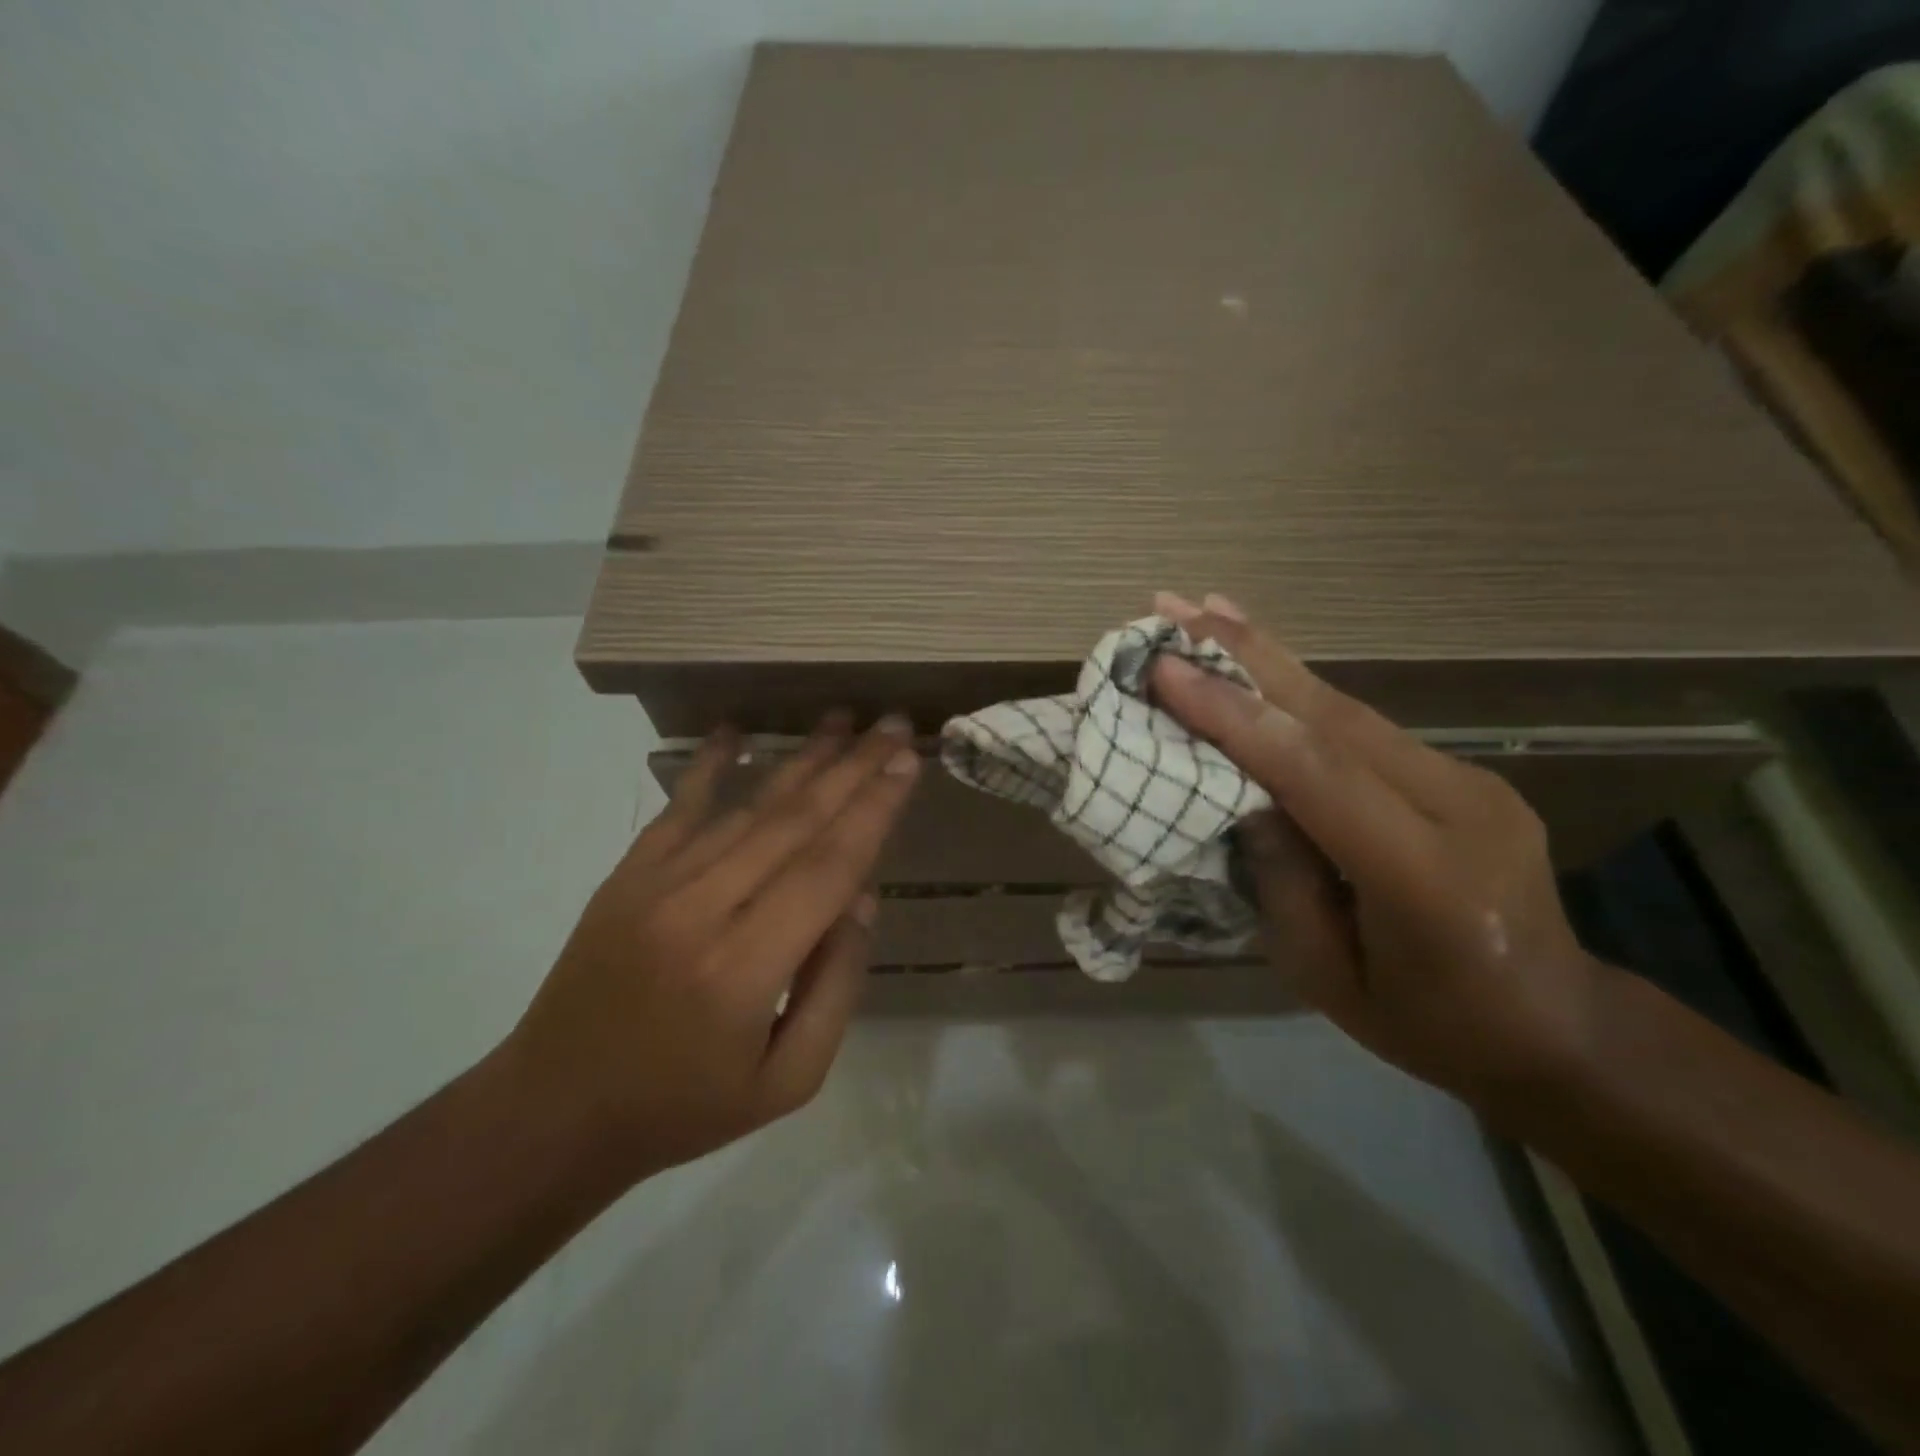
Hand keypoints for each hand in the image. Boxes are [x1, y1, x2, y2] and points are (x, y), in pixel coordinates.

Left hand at [500, 713, 920, 1177]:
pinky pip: (677, 809)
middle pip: (793, 822)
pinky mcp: (625, 877)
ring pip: (745, 807)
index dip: (873, 810)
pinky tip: (734, 729)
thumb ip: (835, 987)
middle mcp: (700, 911)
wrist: (553, 1113)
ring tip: (842, 721)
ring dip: (800, 761)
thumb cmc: (683, 1108)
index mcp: (744, 969)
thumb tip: (861, 897)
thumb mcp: (788, 1081)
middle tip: (893, 725)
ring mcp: (654, 886)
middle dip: (852, 768)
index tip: (908, 764)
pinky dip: (708, 765)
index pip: (827, 868)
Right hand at [1151, 595, 1606, 1105]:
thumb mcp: (1325, 978)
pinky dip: (1300, 688)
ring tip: (1202, 608)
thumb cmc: (1427, 1025)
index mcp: (1425, 875)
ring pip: (1345, 706)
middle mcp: (1459, 806)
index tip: (1164, 670)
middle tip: (1170, 605)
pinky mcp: (1460, 772)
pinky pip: (1363, 723)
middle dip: (1244, 654)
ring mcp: (1468, 780)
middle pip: (1333, 715)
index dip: (1235, 715)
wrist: (1555, 1025)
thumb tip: (1245, 793)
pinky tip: (1262, 658)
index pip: (1315, 773)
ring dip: (1267, 656)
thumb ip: (1282, 880)